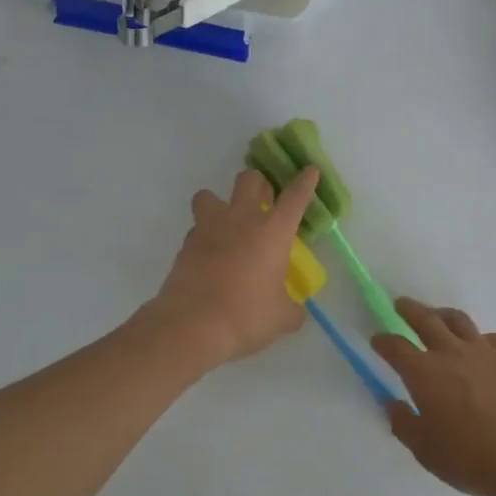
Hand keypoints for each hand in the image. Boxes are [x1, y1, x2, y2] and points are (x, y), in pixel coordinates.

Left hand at [144, 166, 320, 368]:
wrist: (192, 325)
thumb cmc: (246, 316)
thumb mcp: (282, 318)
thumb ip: (292, 308)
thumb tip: (295, 310)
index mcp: (273, 231)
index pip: (295, 197)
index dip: (305, 182)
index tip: (310, 171)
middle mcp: (241, 219)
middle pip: (248, 180)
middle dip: (257, 184)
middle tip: (262, 201)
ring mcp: (209, 228)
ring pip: (209, 194)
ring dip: (219, 203)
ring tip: (225, 223)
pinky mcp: (186, 244)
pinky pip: (196, 227)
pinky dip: (204, 235)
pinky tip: (209, 254)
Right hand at [370, 298, 495, 495]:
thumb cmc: (472, 459)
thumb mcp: (426, 451)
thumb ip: (404, 424)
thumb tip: (393, 404)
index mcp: (423, 373)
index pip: (395, 347)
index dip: (383, 341)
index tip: (377, 340)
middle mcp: (451, 353)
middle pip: (426, 319)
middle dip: (409, 310)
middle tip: (400, 304)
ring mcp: (484, 351)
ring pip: (459, 320)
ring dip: (442, 314)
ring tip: (438, 316)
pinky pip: (490, 338)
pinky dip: (478, 338)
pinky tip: (480, 347)